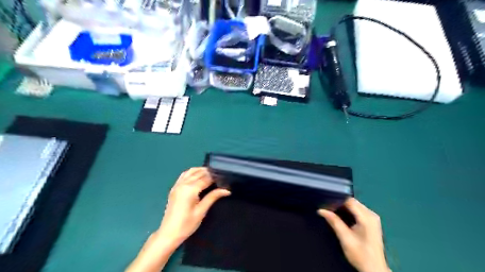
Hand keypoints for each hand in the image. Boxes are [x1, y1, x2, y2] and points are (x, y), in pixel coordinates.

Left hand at [157, 166, 229, 246]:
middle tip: (220, 177)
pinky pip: (184, 175)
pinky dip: (192, 172)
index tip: (224, 178)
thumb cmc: (186, 224)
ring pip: (191, 171)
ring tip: (211, 174)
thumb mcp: (201, 211)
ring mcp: (177, 185)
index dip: (216, 177)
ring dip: (201, 170)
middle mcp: (183, 184)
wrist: (168, 233)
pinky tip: (197, 175)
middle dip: (209, 173)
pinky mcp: (174, 188)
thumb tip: (226, 190)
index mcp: (190, 189)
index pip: (206, 178)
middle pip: (199, 173)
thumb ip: (213, 197)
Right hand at [319, 198, 388, 271]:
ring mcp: (372, 218)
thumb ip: (334, 221)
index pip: (349, 201)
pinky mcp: (371, 222)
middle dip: (339, 204)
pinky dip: (348, 212)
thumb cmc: (360, 255)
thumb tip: (321, 210)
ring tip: (332, 213)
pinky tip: (341, 217)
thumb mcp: (345, 238)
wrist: (374, 269)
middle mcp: (371, 215)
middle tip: (327, 209)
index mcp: (367, 218)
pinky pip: (357, 211)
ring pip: (354, 205)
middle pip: (352, 202)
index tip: (325, 204)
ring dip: (343, 208)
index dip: (337, 200)